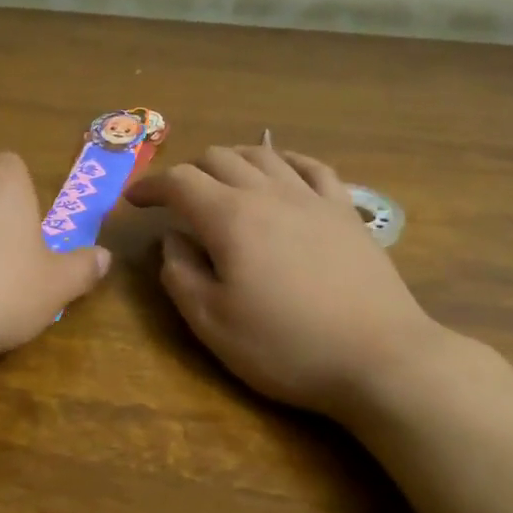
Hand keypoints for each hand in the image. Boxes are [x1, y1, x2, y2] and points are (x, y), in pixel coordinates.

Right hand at [126, 146, 445, 420]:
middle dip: (187, 173)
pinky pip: (311, 167)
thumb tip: (172, 239)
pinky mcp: (345, 211)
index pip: (179, 182)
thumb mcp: (212, 323)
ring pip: (262, 155)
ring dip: (231, 161)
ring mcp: (312, 197)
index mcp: (229, 218)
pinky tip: (280, 171)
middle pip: (219, 158)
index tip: (133, 202)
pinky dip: (284, 161)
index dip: (150, 186)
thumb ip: (180, 274)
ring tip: (219, 182)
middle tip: (175, 201)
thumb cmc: (286, 345)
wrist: (379, 357)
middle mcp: (268, 193)